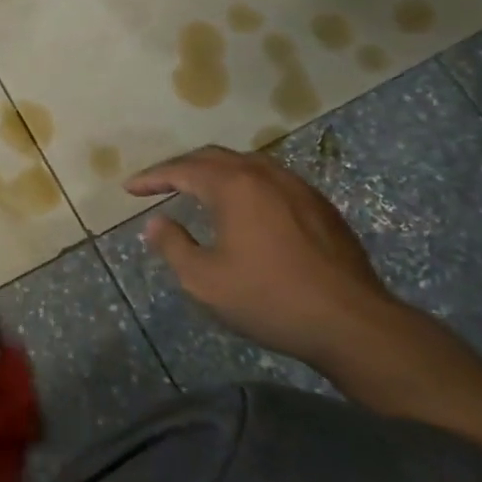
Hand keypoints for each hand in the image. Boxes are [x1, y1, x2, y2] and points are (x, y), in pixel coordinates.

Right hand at [126, 145, 399, 367]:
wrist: (352, 323)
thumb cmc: (269, 299)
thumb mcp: (204, 280)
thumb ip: (173, 245)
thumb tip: (156, 223)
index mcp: (234, 186)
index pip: (182, 170)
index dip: (152, 177)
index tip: (129, 188)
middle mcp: (265, 174)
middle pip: (213, 157)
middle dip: (181, 167)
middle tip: (158, 183)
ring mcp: (297, 187)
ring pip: (246, 165)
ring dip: (215, 172)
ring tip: (197, 188)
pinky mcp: (320, 206)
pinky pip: (270, 180)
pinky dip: (244, 184)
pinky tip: (243, 206)